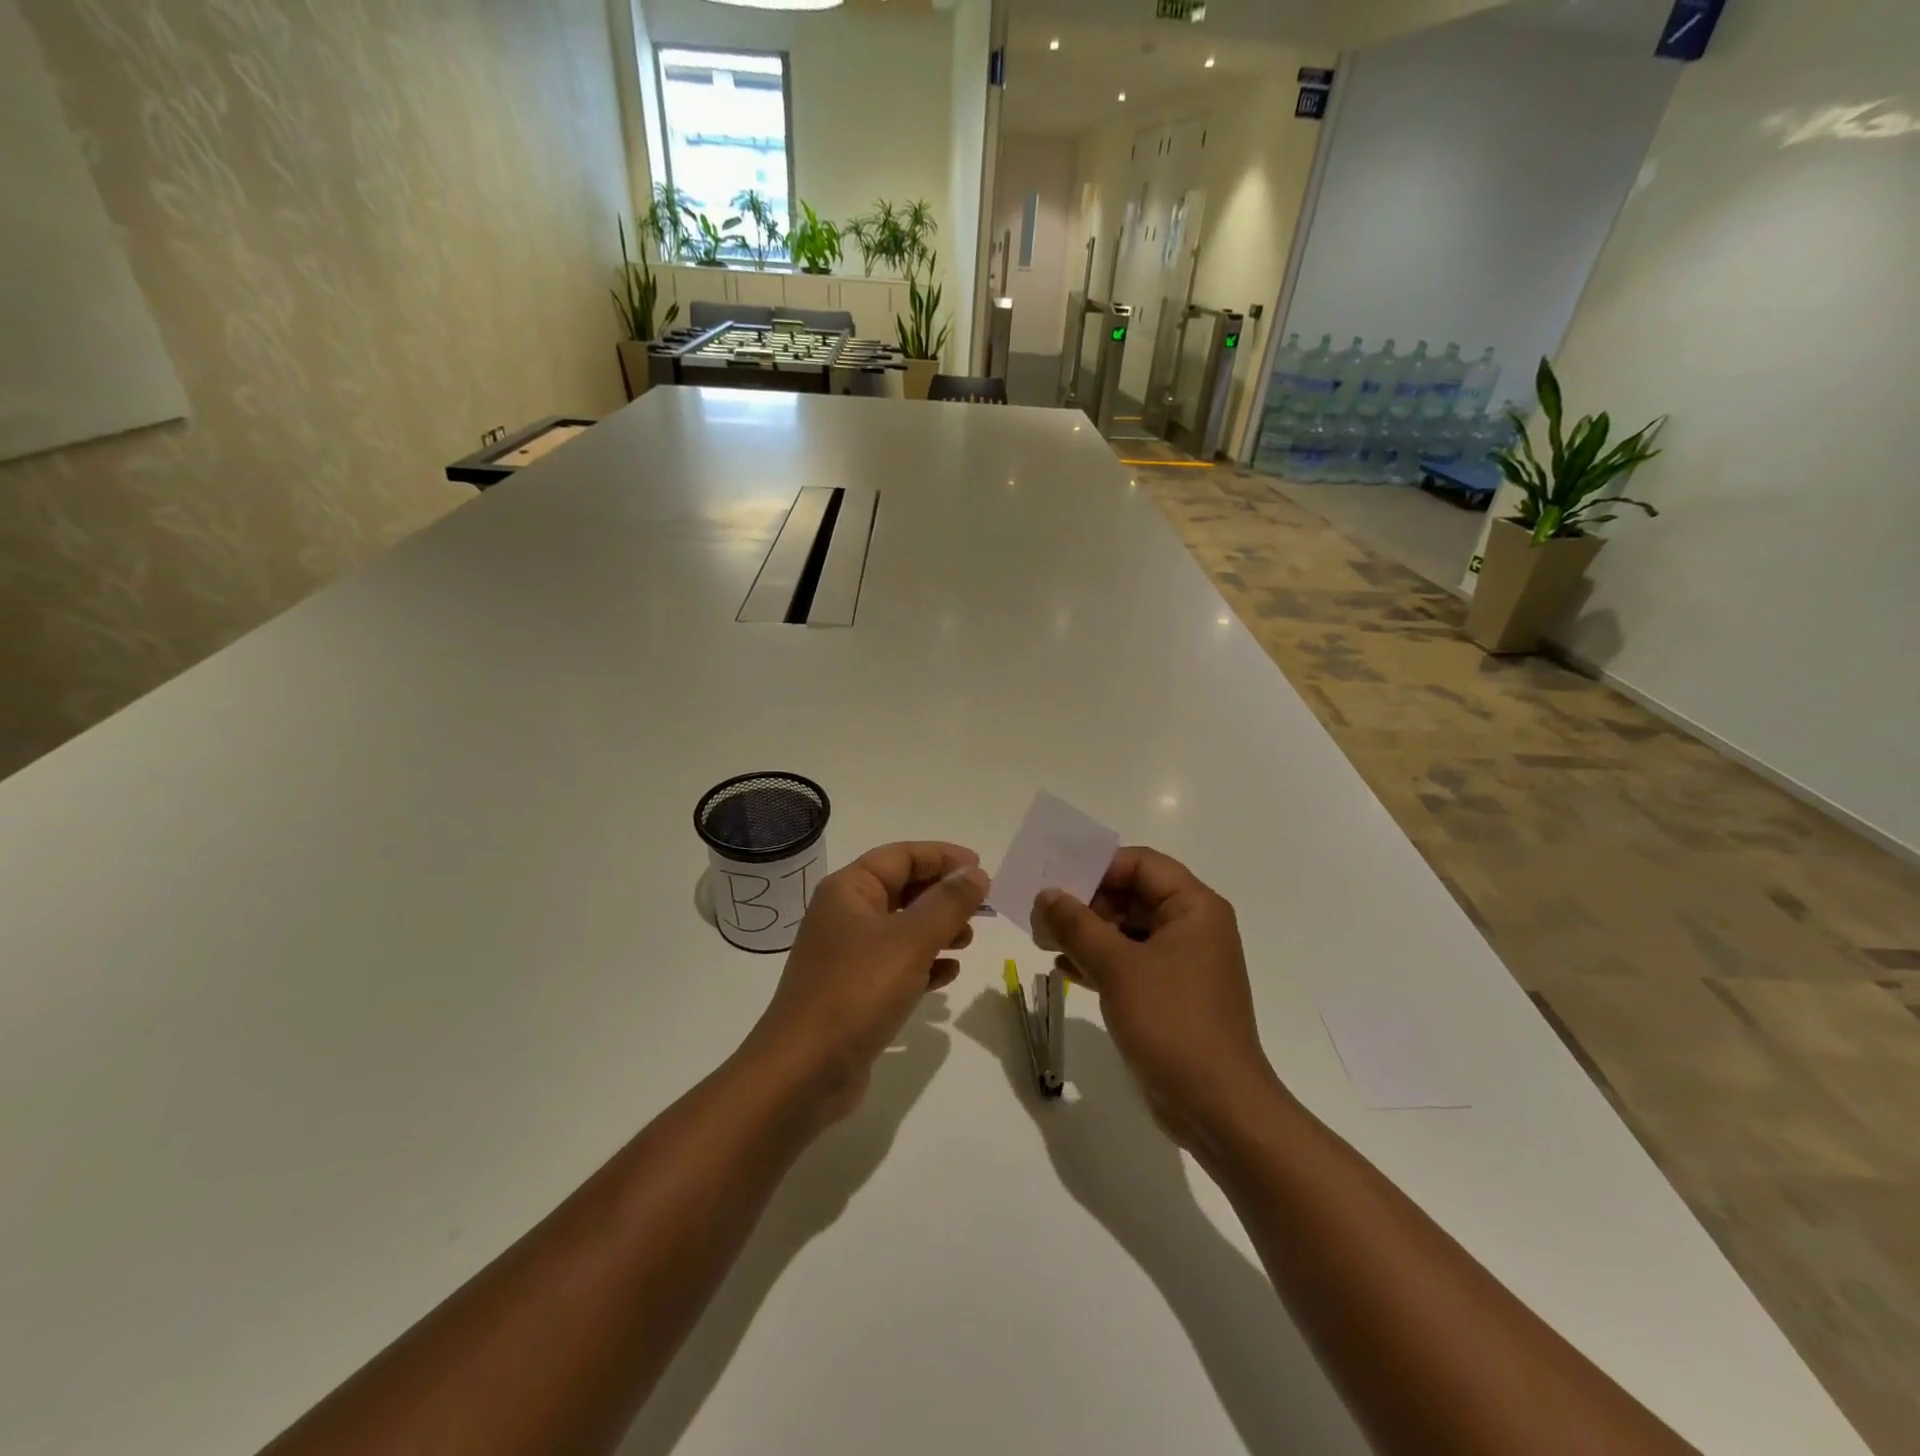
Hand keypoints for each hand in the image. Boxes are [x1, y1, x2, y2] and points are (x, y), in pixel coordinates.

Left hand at [744, 842, 987, 1127]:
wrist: (804, 1072)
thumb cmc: (857, 991)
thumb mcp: (911, 940)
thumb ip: (948, 903)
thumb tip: (975, 872)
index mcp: (849, 890)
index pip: (901, 856)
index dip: (943, 856)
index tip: (981, 866)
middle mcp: (845, 915)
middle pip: (902, 889)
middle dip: (943, 895)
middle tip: (981, 908)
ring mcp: (848, 955)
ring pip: (902, 928)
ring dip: (938, 929)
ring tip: (968, 940)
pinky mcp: (854, 991)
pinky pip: (897, 964)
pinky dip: (924, 963)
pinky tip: (948, 975)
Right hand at [1034, 848, 1284, 1151]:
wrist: (1217, 1107)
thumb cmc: (1172, 1022)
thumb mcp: (1118, 966)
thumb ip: (1077, 924)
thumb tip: (1046, 894)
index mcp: (1194, 908)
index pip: (1141, 864)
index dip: (1097, 867)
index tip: (1056, 881)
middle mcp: (1192, 927)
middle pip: (1132, 895)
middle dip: (1085, 903)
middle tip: (1041, 915)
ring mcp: (1181, 963)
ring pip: (1127, 930)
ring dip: (1086, 932)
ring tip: (1043, 940)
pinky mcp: (1169, 994)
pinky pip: (1129, 962)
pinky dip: (1098, 960)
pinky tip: (1062, 969)